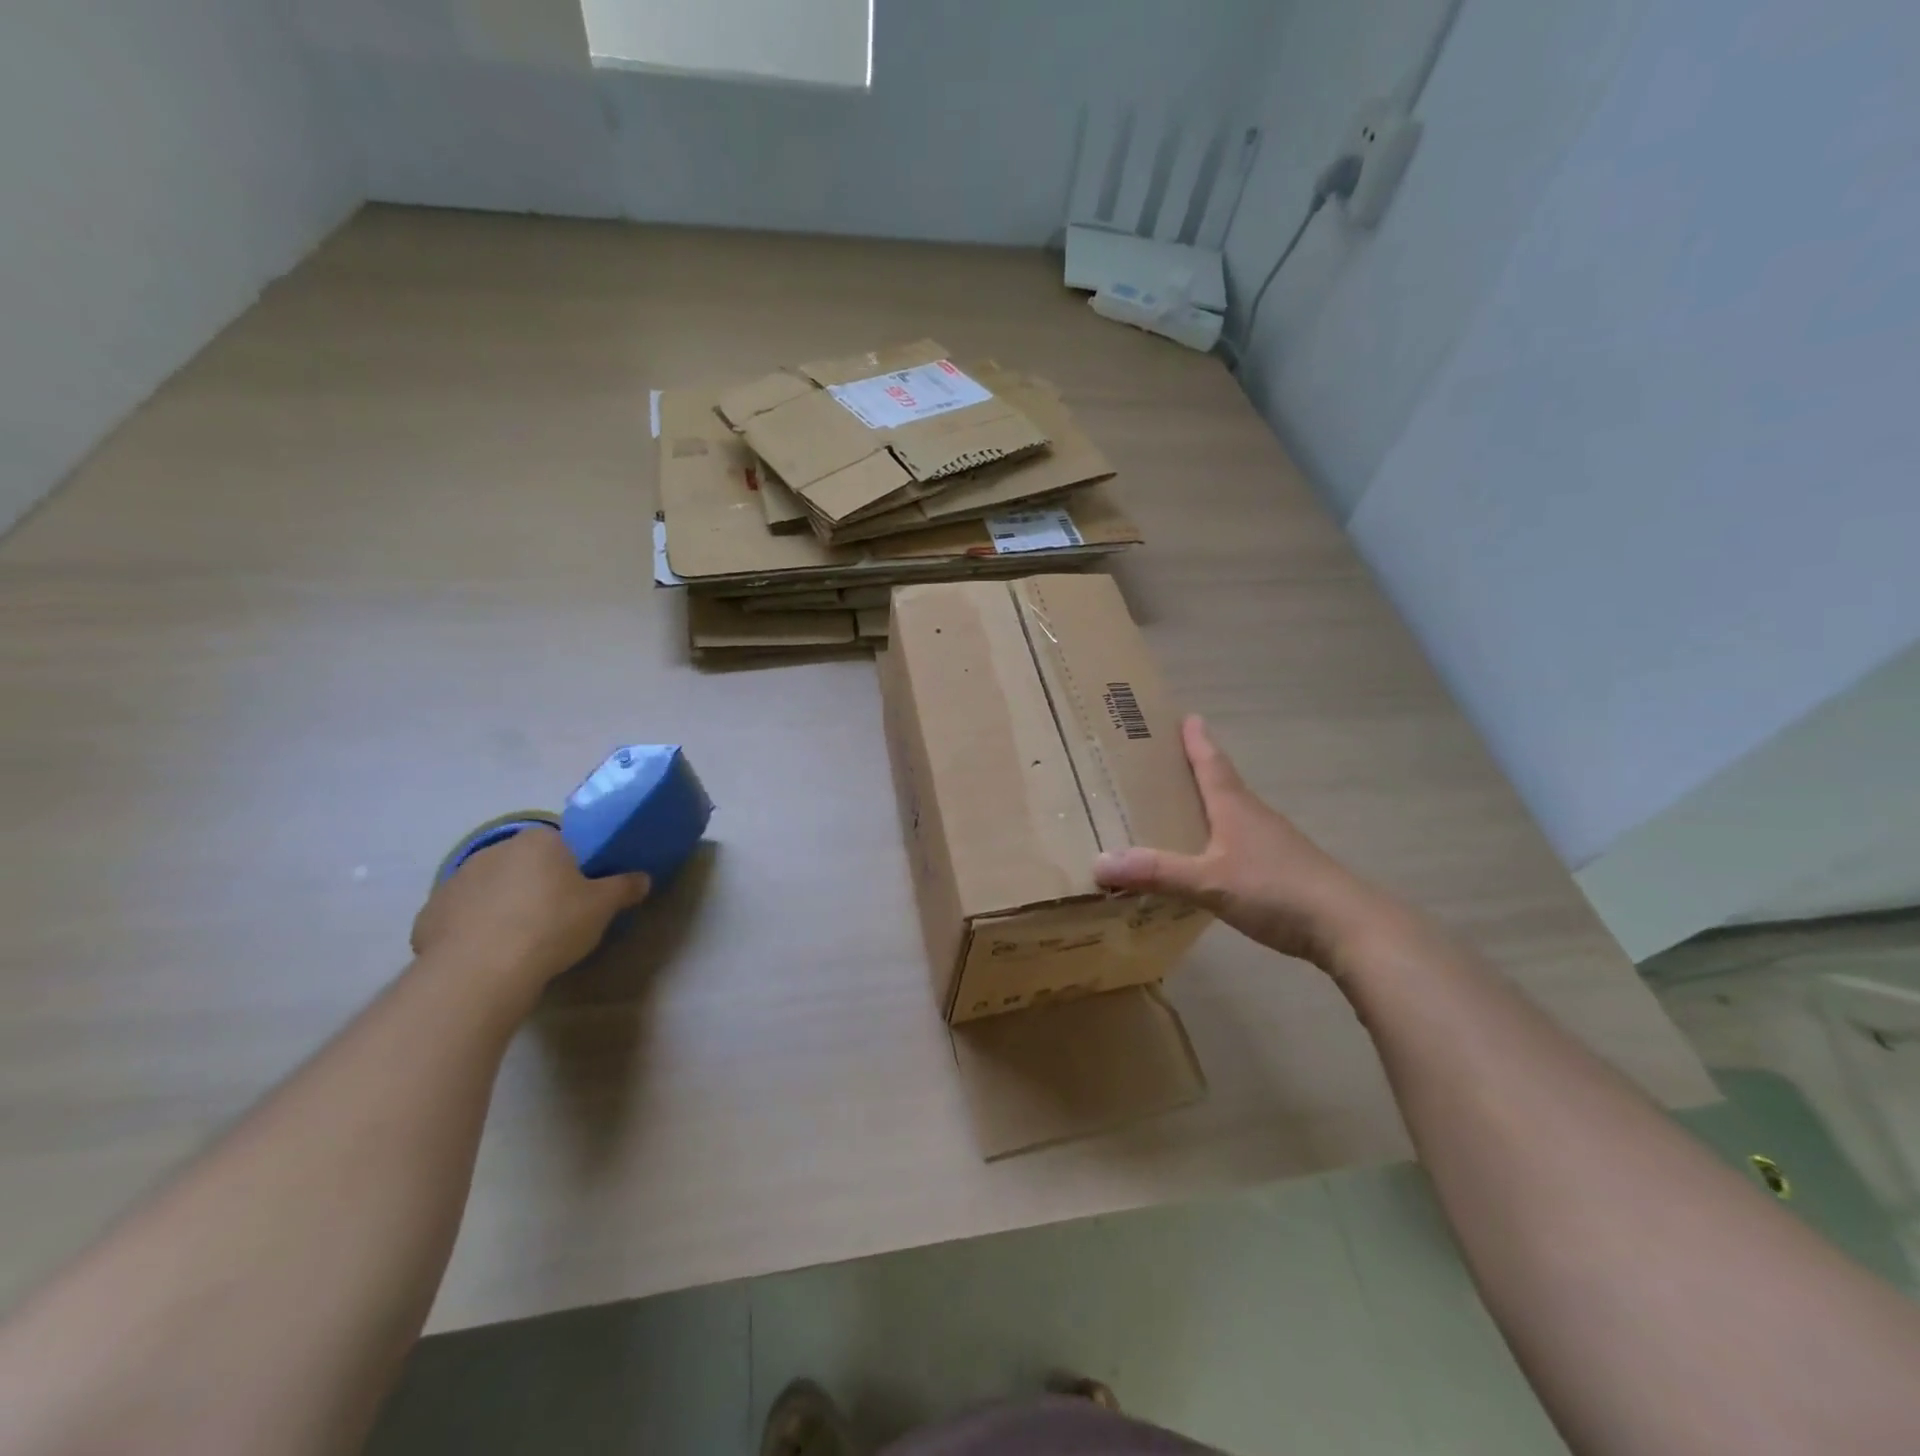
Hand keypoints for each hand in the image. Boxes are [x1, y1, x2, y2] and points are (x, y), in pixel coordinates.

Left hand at [410, 827, 649, 990]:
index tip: (581, 894)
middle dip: (537, 885)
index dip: (574, 868)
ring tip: (520, 940)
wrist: (480, 972)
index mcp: (540, 840)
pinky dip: (473, 929)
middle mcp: (495, 850)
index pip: (562, 844)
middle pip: (524, 864)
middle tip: (556, 917)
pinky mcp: (429, 914)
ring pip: (491, 889)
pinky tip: (487, 954)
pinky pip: (462, 916)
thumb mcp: (603, 907)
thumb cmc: (551, 926)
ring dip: (503, 905)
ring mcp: (456, 880)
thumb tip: (643, 878)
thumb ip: (625, 887)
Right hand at [1094, 715, 1391, 970]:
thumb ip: (1157, 873)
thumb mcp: (1209, 882)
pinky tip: (1209, 860)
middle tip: (1166, 760)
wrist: (1348, 926)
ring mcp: (1273, 844)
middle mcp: (1254, 817)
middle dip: (1197, 769)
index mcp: (1235, 807)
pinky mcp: (1284, 870)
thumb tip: (1098, 863)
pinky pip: (1242, 844)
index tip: (1186, 716)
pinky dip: (1220, 841)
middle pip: (1222, 784)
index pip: (1211, 763)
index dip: (1196, 741)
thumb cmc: (1276, 890)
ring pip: (1233, 815)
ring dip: (1210, 805)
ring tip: (1181, 809)